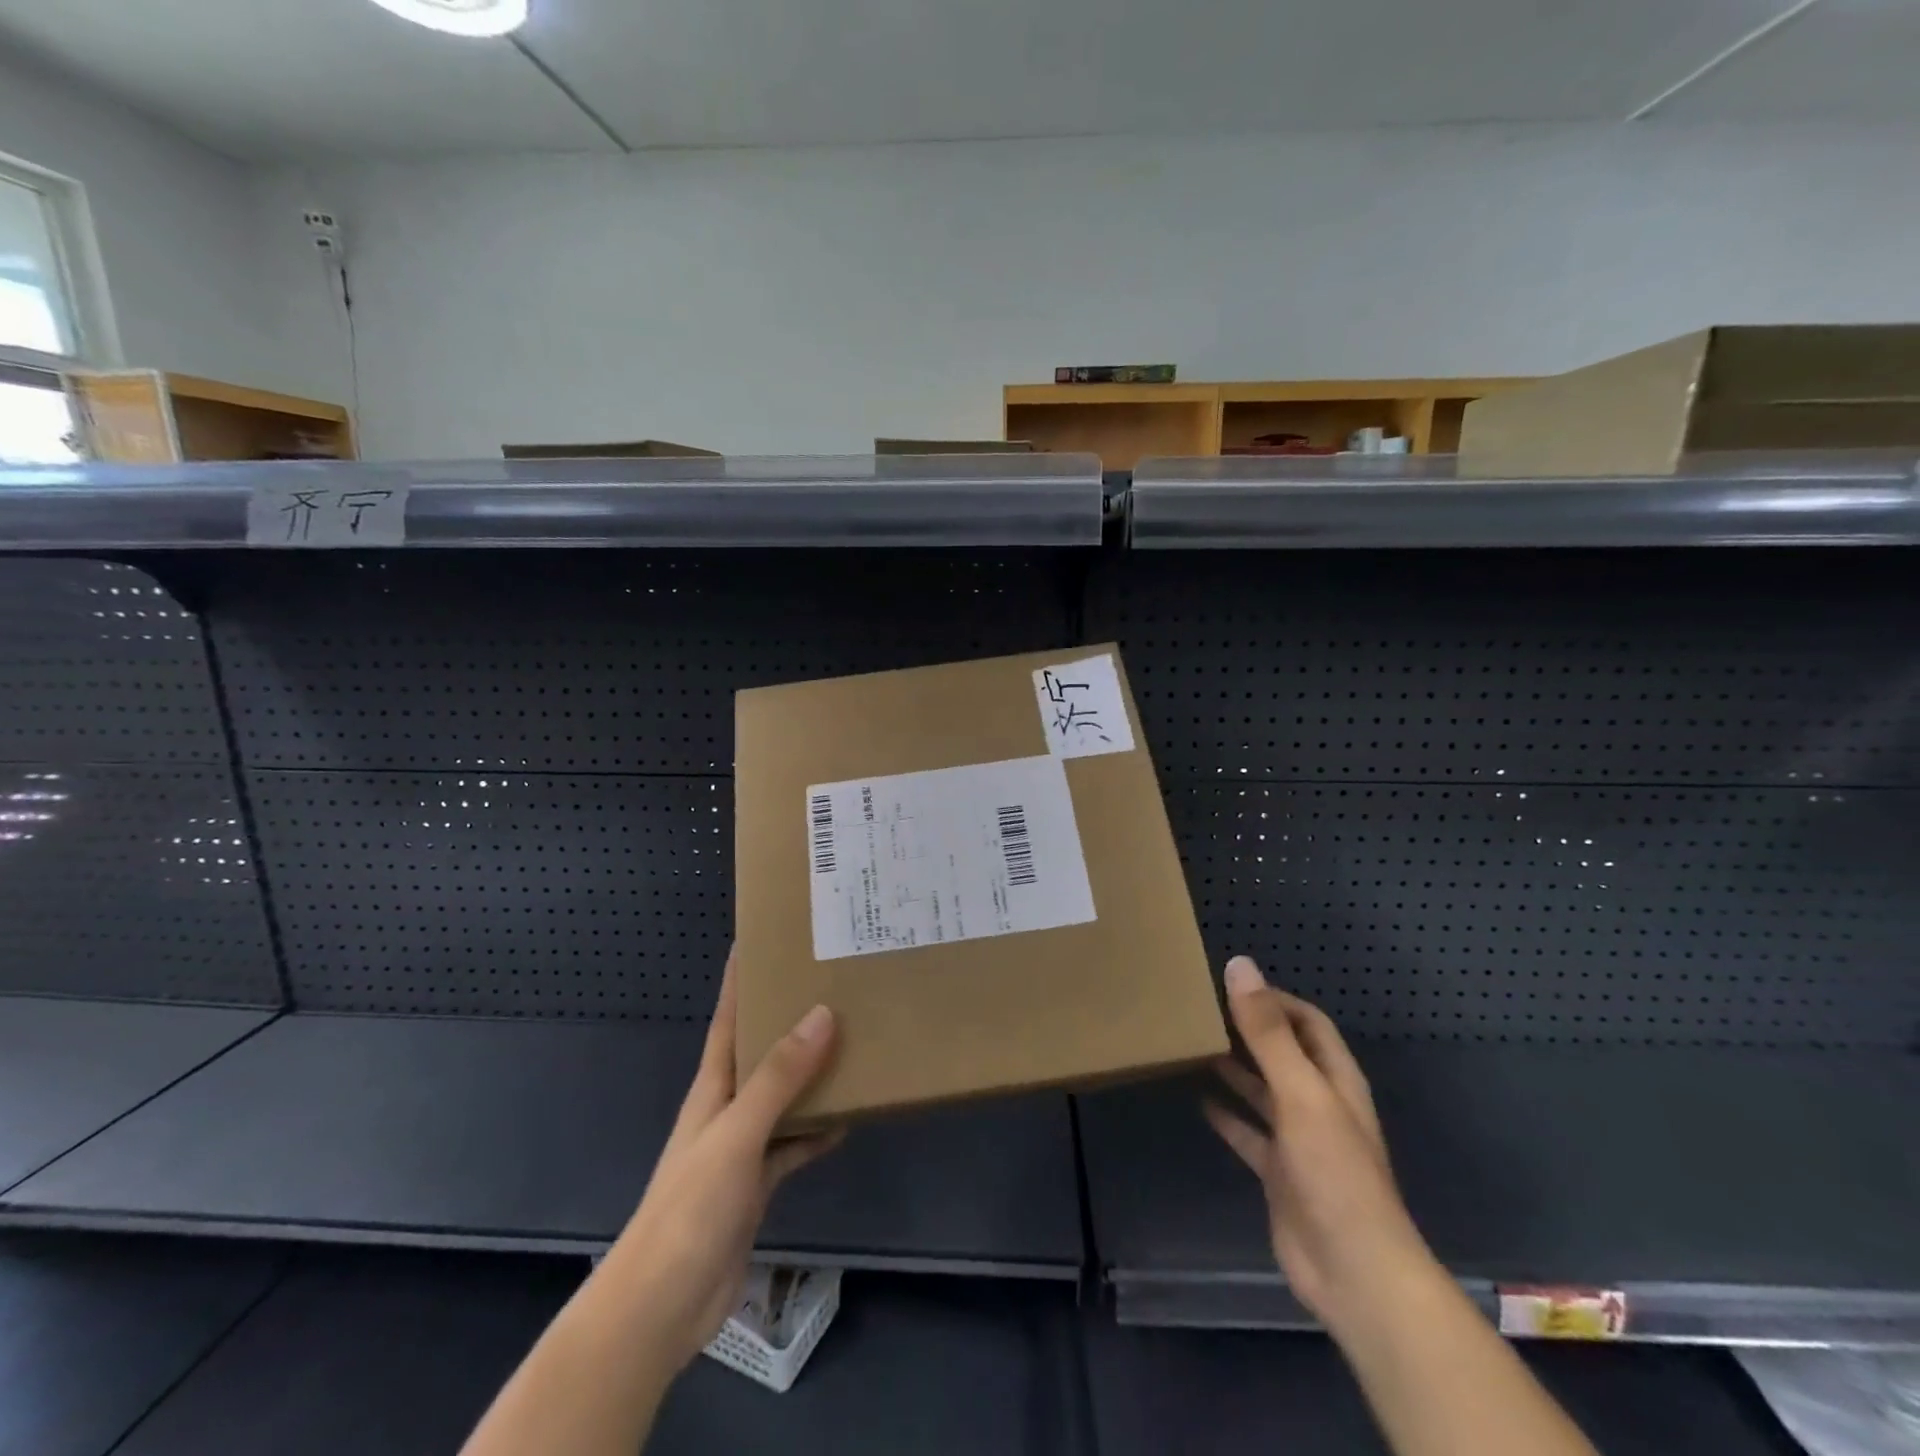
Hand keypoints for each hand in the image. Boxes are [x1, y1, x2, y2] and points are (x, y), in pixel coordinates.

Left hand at [596, 953, 842, 1373]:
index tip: (760, 940)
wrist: (662, 1305)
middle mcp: (727, 1107)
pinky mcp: (757, 1184)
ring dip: (811, 1074)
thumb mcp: (738, 1132)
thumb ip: (779, 1077)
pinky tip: (847, 1121)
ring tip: (852, 1043)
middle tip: (831, 986)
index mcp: (713, 1085)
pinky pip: (793, 1144)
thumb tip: (822, 1013)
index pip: (729, 1018)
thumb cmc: (692, 1206)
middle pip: (762, 1052)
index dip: (740, 980)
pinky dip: (816, 1131)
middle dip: (789, 1019)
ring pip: (782, 1096)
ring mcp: (742, 1147)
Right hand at [1204, 955, 1440, 1341]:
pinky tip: (1199, 1101)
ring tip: (1194, 1044)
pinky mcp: (1279, 1173)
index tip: (1229, 985)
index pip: (1307, 1022)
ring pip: (1264, 1091)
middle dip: (1250, 1030)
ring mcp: (1299, 1140)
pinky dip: (1228, 1116)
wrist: (1352, 1272)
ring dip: (1235, 1069)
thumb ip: (1267, 1032)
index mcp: (1335, 1079)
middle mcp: (1319, 1103)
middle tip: (1202, 1009)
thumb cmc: (1333, 1172)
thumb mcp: (1300, 1093)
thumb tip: (1240, 965)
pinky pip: (1249, 1134)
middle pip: (1284, 1053)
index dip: (1274, 999)